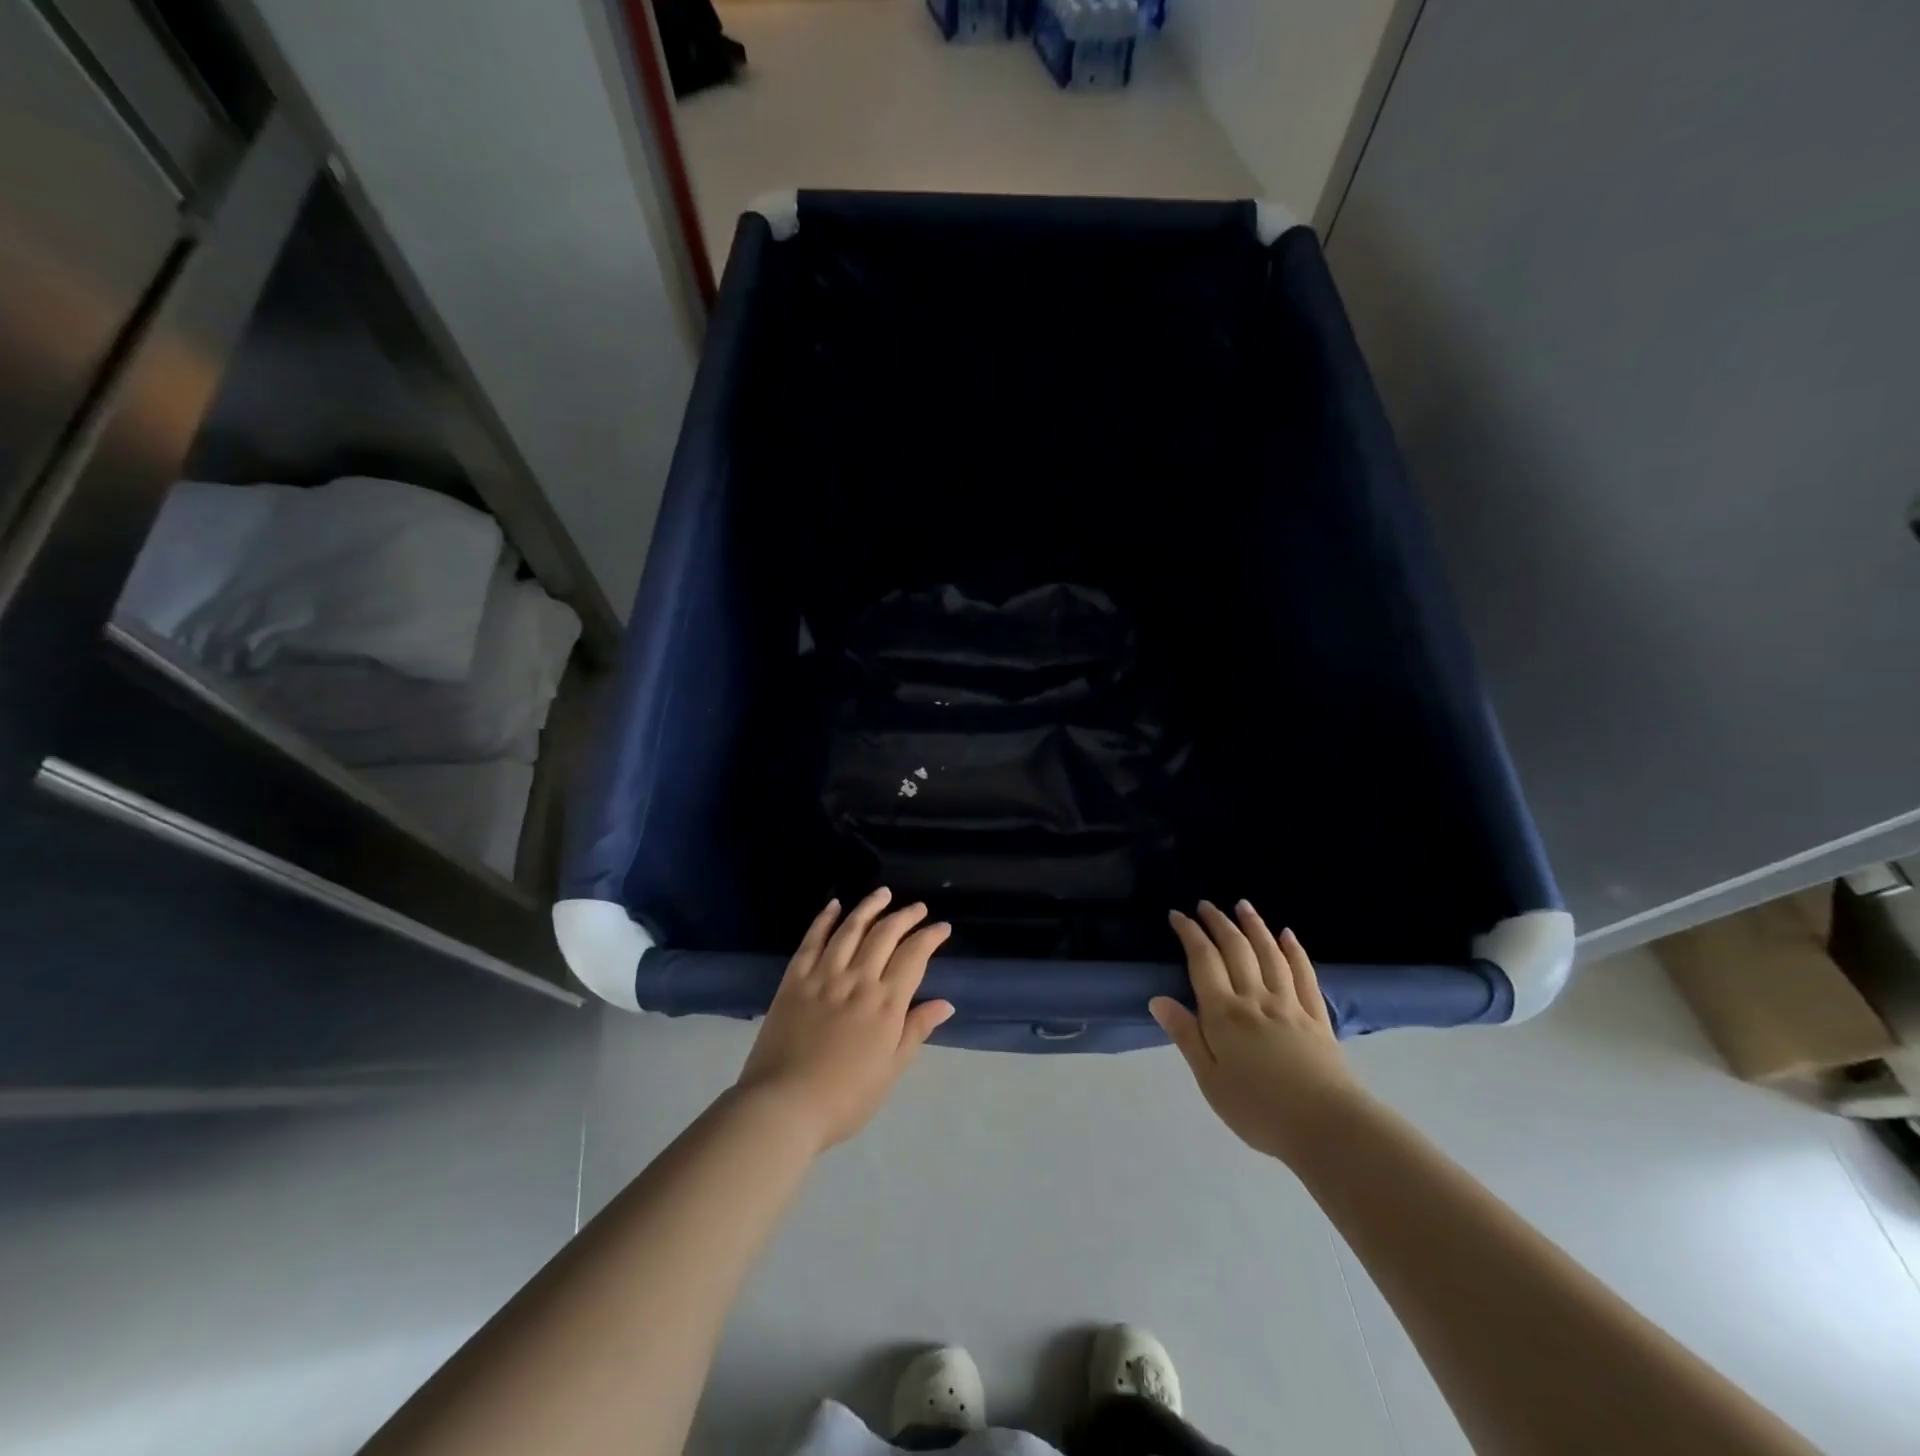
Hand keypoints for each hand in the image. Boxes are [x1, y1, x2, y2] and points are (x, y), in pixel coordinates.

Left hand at [735, 888, 954, 1153]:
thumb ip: (916, 1031)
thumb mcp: (891, 1070)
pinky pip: (812, 940)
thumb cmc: (845, 1098)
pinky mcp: (794, 980)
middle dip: (905, 916)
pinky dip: (824, 919)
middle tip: (918, 908)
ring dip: (869, 907)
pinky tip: (834, 905)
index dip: (930, 937)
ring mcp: (824, 976)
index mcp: (886, 1004)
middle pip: (885, 935)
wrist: (783, 1106)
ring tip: (883, 893)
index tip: (942, 928)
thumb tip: (945, 1003)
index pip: (914, 956)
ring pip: (851, 929)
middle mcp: (858, 980)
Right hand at [1151, 901, 1364, 1163]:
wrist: (1327, 1128)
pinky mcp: (1317, 1018)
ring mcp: (1290, 1005)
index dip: (1190, 934)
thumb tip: (1158, 1000)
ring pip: (1270, 954)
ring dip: (1254, 926)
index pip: (1203, 961)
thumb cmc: (1258, 1110)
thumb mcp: (1210, 1080)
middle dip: (1219, 923)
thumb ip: (1186, 1036)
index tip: (1178, 915)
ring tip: (1243, 905)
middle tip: (1205, 905)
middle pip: (1236, 950)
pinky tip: (1288, 935)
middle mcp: (1256, 999)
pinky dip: (1295, 951)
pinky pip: (1304, 975)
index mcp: (1224, 1014)